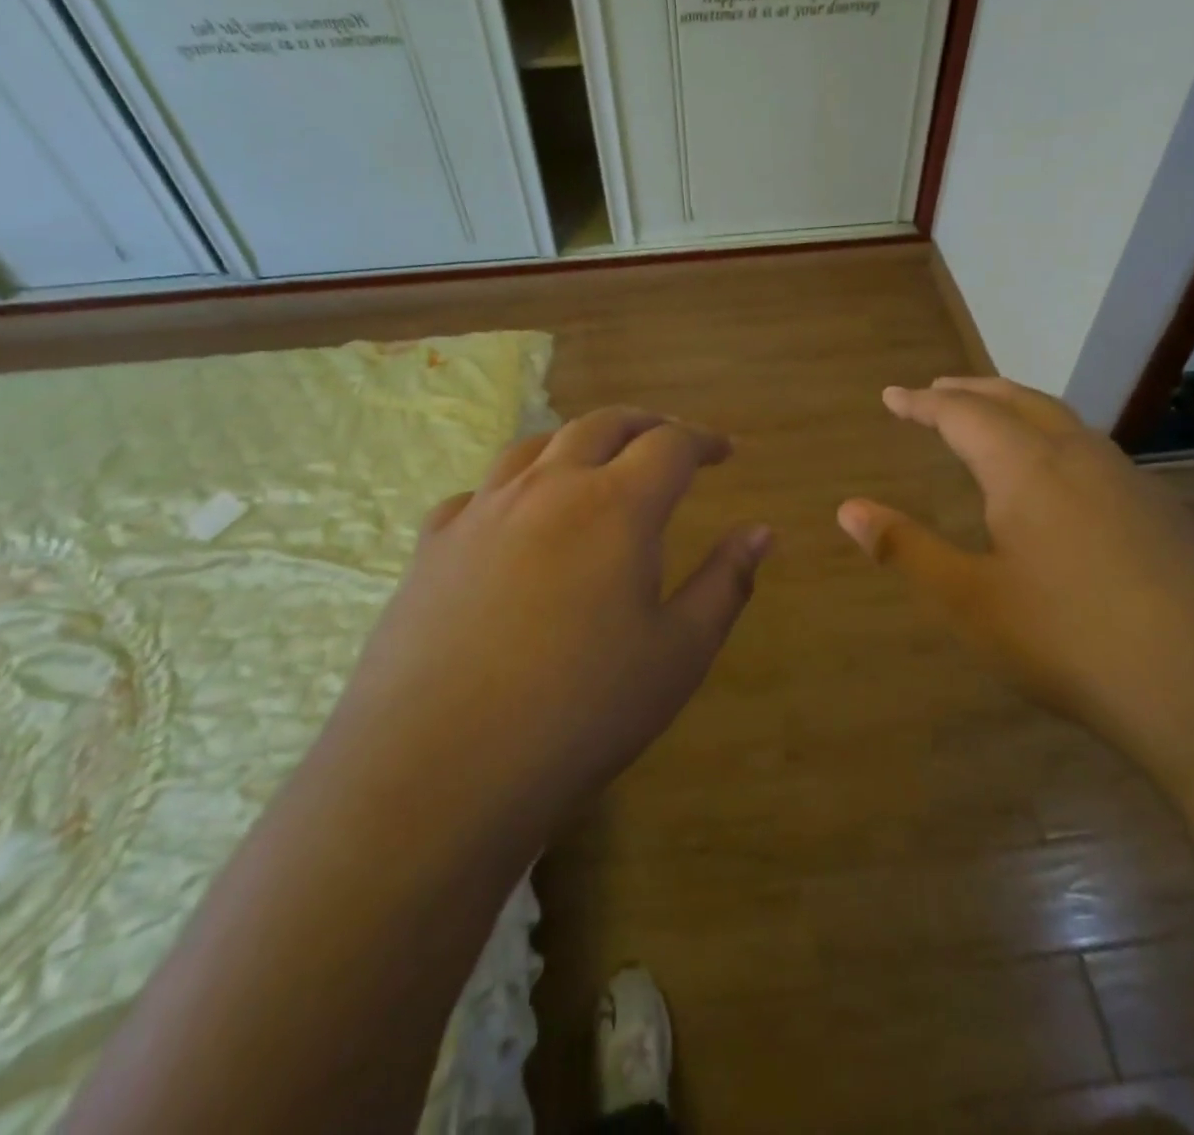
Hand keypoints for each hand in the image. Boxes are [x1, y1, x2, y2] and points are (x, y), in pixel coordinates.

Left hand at [328, 407, 770, 829]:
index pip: (670, 445)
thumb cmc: (580, 713)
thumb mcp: (678, 655)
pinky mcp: (432, 546)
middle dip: (644, 424)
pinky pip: (479, 492)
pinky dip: (512, 487)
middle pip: (601, 425)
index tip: (726, 451)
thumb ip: (725, 583)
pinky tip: (513, 519)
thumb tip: (761, 532)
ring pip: (535, 446)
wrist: (438, 770)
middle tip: (669, 439)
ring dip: (577, 441)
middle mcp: (547, 488)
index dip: (704, 441)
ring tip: (596, 462)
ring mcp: (481, 512)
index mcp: (614, 506)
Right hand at [837, 378, 1193, 761]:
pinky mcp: (1167, 515)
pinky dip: (1057, 440)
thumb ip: (906, 548)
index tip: (892, 396)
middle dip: (972, 391)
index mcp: (1027, 468)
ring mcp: (1133, 482)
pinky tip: (1061, 480)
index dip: (922, 403)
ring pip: (1065, 422)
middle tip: (937, 389)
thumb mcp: (969, 601)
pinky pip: (1096, 453)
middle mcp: (1081, 457)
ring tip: (993, 419)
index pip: (963, 415)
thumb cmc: (1070, 641)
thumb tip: (847, 509)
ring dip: (1019, 409)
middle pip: (1018, 400)